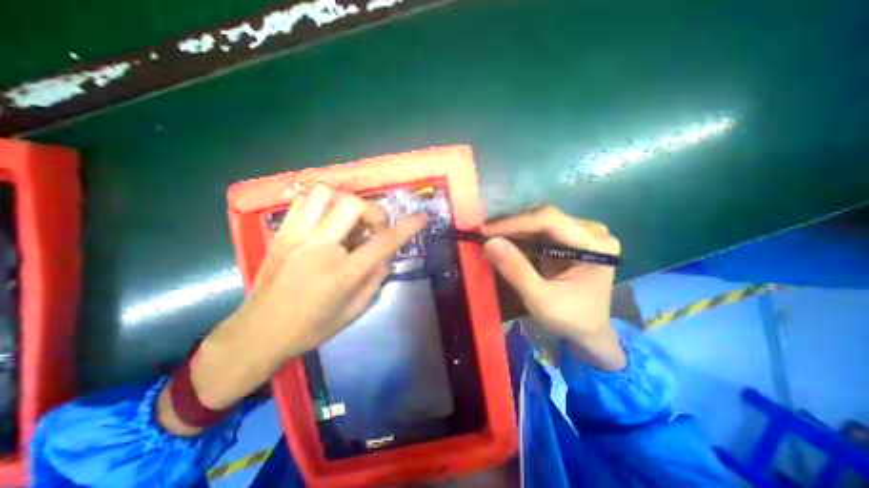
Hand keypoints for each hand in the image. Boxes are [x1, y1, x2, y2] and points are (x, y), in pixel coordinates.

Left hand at [160, 183, 425, 435]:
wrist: (258, 333)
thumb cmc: (311, 328)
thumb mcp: (354, 311)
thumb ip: (375, 279)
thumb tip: (384, 256)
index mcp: (342, 274)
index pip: (382, 243)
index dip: (407, 228)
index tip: (420, 218)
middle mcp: (319, 248)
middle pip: (353, 206)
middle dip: (374, 212)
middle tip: (374, 227)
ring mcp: (297, 236)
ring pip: (326, 193)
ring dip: (347, 202)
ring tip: (350, 219)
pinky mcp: (282, 232)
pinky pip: (304, 199)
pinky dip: (324, 202)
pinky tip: (329, 218)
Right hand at [481, 206, 624, 369]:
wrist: (589, 330)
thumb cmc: (570, 319)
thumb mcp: (540, 300)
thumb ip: (516, 270)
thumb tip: (489, 242)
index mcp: (595, 245)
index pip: (550, 220)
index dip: (514, 223)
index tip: (484, 230)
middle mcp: (592, 231)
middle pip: (544, 217)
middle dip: (511, 226)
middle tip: (484, 236)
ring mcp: (582, 233)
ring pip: (539, 220)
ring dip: (513, 230)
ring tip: (491, 239)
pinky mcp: (570, 238)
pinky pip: (540, 230)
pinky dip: (519, 236)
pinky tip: (505, 243)